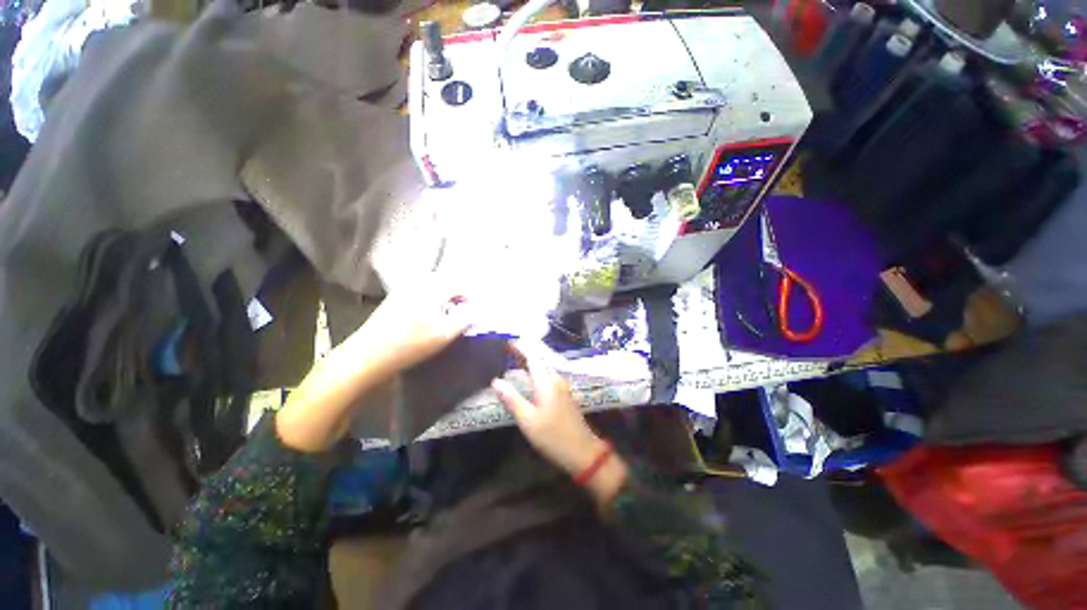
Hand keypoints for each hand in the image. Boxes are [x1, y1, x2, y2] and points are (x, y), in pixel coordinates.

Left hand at [276, 279, 469, 452]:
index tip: (475, 311)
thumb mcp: (443, 334)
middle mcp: (416, 284)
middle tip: (464, 311)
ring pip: (431, 287)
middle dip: (458, 294)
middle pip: (445, 282)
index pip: (458, 284)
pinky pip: (420, 293)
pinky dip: (430, 301)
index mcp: (430, 289)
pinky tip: (429, 317)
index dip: (470, 297)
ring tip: (449, 314)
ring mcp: (402, 291)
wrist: (366, 357)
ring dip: (444, 297)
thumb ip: (464, 319)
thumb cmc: (409, 344)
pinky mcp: (394, 301)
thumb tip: (478, 311)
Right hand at [490, 341, 605, 475]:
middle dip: (525, 352)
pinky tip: (529, 376)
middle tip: (508, 348)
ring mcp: (562, 386)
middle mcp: (556, 379)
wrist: (583, 451)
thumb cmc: (553, 436)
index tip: (509, 340)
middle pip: (539, 360)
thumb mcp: (528, 420)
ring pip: (544, 367)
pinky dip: (536, 371)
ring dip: (531, 361)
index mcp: (547, 382)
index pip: (533, 357)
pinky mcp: (564, 395)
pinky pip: (547, 375)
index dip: (521, 347)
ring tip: (515, 358)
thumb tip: (496, 381)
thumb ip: (512, 399)